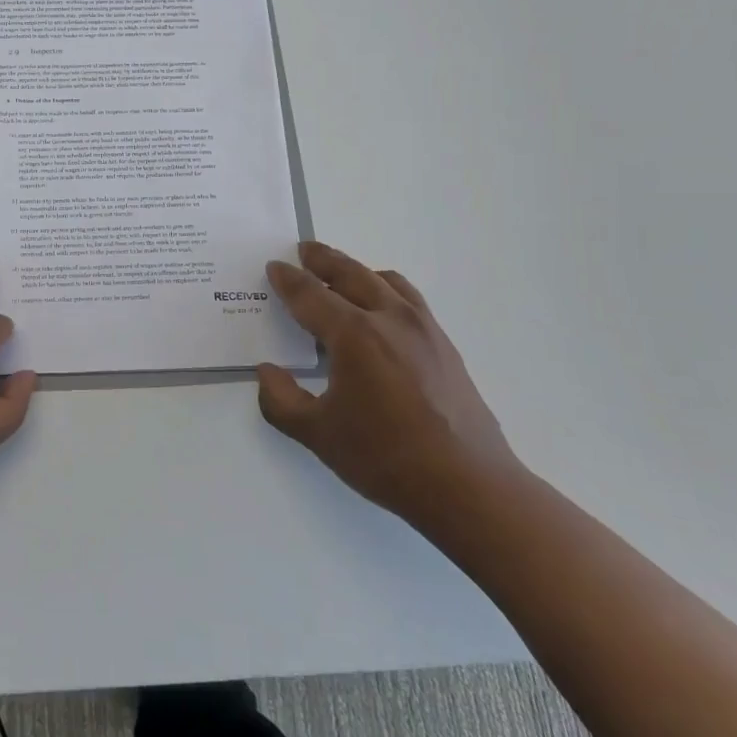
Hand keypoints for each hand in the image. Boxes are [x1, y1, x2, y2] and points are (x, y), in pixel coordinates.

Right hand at [256, 241, 522, 527]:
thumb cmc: (385, 457)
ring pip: (386, 282)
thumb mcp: (317, 434)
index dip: (288, 280)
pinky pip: (410, 301)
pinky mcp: (445, 347)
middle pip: (352, 274)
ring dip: (358, 271)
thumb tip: (267, 372)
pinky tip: (382, 311)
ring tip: (343, 273)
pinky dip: (387, 291)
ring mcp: (424, 330)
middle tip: (305, 250)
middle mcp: (389, 319)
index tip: (274, 267)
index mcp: (353, 335)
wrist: (469, 486)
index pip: (311, 295)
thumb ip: (281, 400)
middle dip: (324, 259)